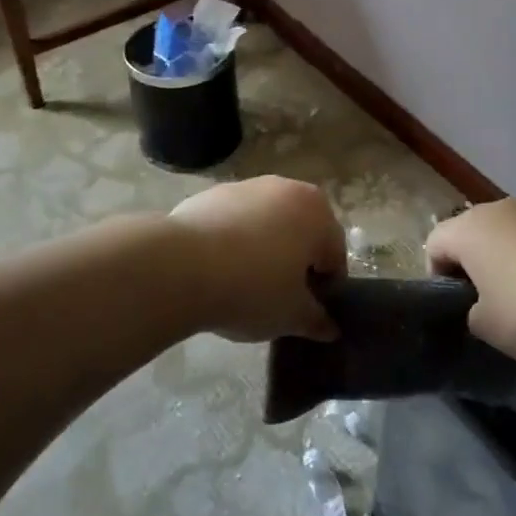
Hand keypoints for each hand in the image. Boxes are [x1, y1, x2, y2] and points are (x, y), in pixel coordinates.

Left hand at [168, 177, 346, 342]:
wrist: (181, 265)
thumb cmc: (252, 288)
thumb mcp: (291, 315)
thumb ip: (316, 320)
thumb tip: (331, 329)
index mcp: (318, 213)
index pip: (335, 255)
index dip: (326, 288)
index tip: (308, 313)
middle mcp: (289, 189)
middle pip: (303, 232)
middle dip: (296, 262)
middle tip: (279, 297)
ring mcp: (249, 186)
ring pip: (268, 223)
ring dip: (265, 248)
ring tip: (244, 283)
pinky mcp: (214, 193)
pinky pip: (236, 220)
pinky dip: (234, 240)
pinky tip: (217, 269)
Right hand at [425, 199, 515, 366]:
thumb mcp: (489, 328)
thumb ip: (473, 314)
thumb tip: (483, 307)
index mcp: (468, 229)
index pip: (434, 244)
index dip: (437, 276)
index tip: (456, 307)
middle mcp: (499, 209)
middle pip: (474, 235)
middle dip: (477, 269)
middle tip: (490, 307)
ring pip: (511, 237)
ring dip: (512, 265)